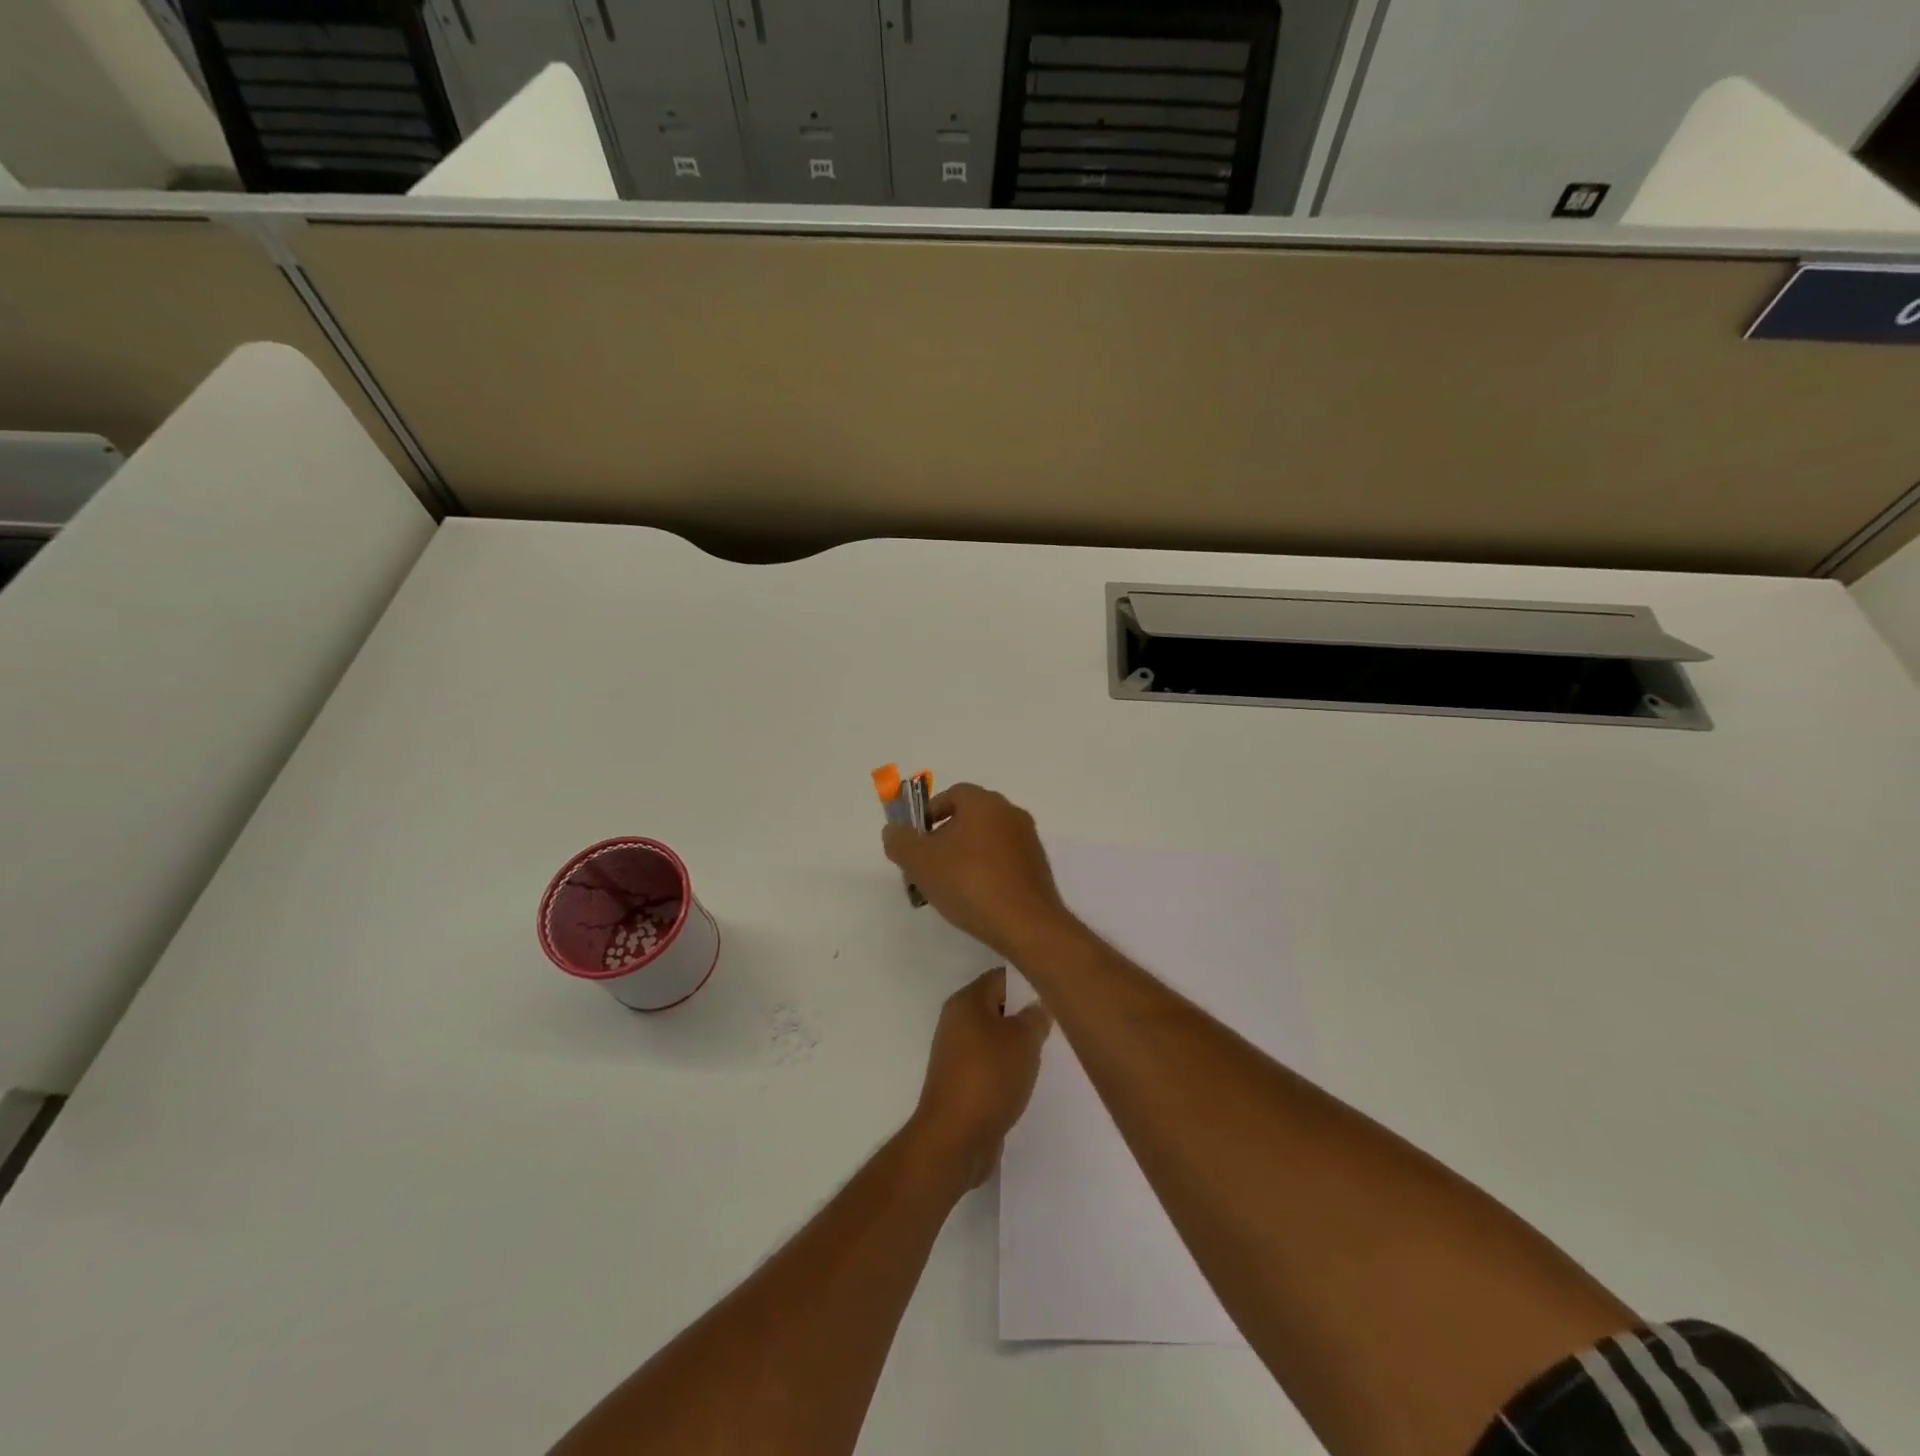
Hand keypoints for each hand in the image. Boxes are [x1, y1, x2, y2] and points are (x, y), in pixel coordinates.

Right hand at [882, 784, 1072, 959]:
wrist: (1027, 925)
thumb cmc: (970, 883)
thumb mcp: (921, 862)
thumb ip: (900, 841)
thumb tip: (894, 831)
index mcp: (985, 803)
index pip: (952, 794)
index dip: (928, 815)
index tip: (915, 842)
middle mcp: (1010, 813)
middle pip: (969, 818)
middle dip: (943, 840)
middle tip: (926, 868)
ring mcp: (1028, 841)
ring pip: (985, 842)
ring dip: (963, 858)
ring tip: (947, 889)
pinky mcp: (1038, 868)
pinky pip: (1003, 862)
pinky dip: (985, 873)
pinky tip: (974, 900)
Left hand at [910, 968, 1052, 1188]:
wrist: (955, 1139)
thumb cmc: (990, 1077)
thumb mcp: (1023, 1040)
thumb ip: (1035, 1017)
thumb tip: (1039, 1005)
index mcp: (967, 1001)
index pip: (1001, 978)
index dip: (1029, 983)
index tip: (1056, 994)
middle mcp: (956, 1021)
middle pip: (998, 1007)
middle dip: (1026, 1016)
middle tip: (1057, 1026)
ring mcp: (956, 1053)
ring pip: (995, 1038)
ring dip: (1018, 1046)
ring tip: (1048, 1054)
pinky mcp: (960, 1082)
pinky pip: (990, 1065)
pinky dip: (1008, 1069)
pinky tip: (1029, 1080)